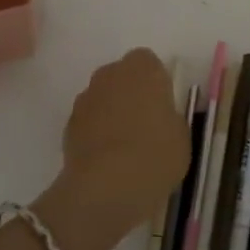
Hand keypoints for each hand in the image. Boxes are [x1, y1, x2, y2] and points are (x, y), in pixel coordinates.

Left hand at [46, 49, 187, 245]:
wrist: (105, 186)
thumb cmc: (154, 154)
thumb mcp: (181, 137)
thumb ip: (170, 118)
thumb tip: (160, 118)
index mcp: (143, 69)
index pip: (149, 62)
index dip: (155, 83)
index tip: (162, 107)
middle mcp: (111, 74)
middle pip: (122, 76)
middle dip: (130, 94)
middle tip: (144, 125)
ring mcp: (86, 97)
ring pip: (103, 98)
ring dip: (111, 113)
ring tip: (124, 147)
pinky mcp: (68, 124)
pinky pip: (88, 121)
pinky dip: (95, 133)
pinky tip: (106, 159)